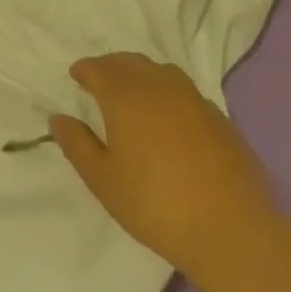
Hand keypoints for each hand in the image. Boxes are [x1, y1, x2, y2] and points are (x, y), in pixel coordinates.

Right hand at [52, 53, 281, 276]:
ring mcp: (194, 100)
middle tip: (98, 79)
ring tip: (132, 92)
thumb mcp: (103, 180)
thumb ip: (77, 145)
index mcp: (126, 97)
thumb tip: (59, 118)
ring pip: (160, 71)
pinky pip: (184, 90)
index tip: (76, 76)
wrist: (231, 229)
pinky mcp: (219, 118)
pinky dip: (166, 91)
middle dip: (110, 66)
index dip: (84, 70)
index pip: (99, 69)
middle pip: (130, 62)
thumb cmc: (155, 204)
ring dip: (140, 73)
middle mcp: (159, 87)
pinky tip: (166, 115)